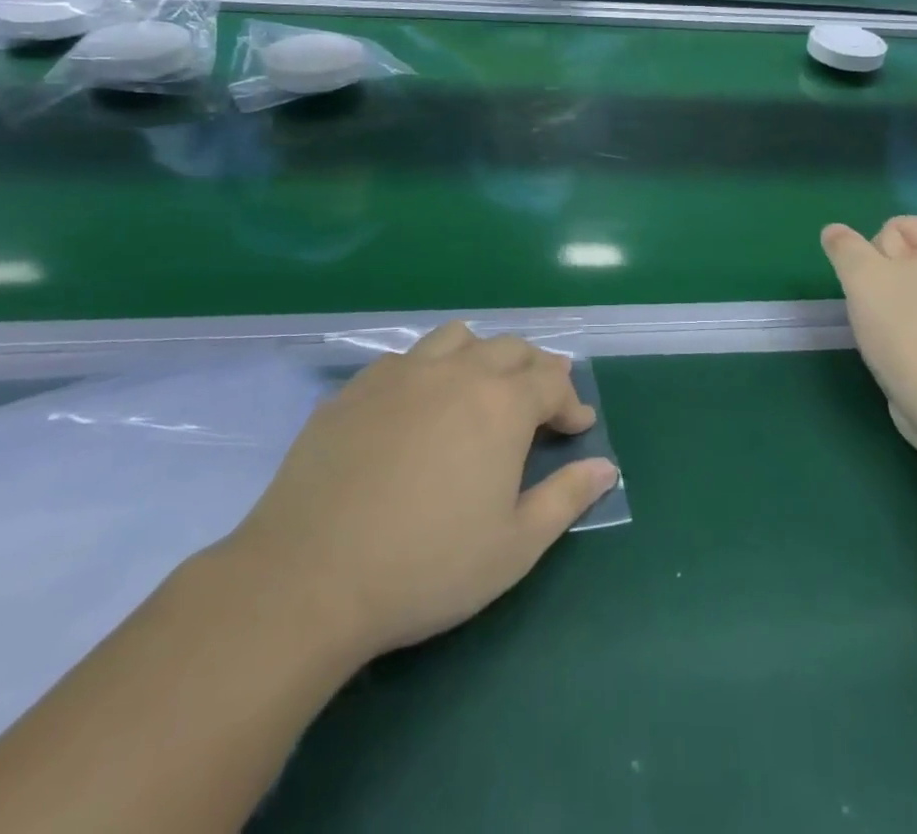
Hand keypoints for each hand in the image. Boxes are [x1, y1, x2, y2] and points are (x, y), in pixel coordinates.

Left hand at [224, 324, 617, 661]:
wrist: (309, 577)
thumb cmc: (426, 566)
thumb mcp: (514, 546)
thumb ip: (567, 498)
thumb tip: (607, 466)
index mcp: (502, 403)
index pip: (552, 381)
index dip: (571, 402)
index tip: (577, 427)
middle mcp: (457, 371)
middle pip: (510, 348)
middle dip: (535, 370)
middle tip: (539, 403)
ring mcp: (401, 373)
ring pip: (456, 338)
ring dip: (481, 356)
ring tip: (480, 390)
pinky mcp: (356, 388)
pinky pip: (405, 359)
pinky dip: (428, 371)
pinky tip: (417, 409)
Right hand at [820, 218, 916, 463]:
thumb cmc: (907, 329)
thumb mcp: (861, 276)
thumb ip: (844, 246)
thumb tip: (834, 231)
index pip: (894, 228)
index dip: (875, 257)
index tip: (882, 288)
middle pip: (904, 256)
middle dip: (885, 280)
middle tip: (885, 311)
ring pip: (912, 288)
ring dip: (894, 305)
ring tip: (894, 333)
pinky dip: (913, 327)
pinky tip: (907, 348)